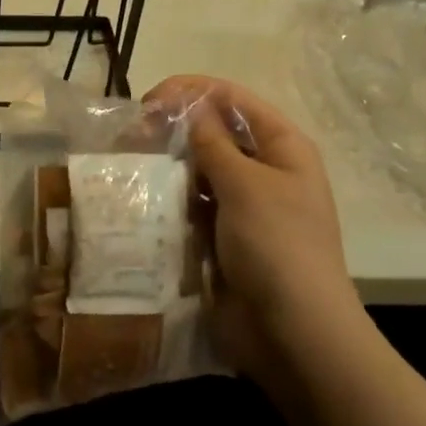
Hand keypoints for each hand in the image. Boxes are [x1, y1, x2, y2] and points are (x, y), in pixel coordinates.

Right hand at [143, 77, 356, 374]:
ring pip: (200, 169)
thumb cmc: (277, 246)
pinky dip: (171, 198)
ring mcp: (244, 205)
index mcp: (283, 147)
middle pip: (216, 131)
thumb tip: (189, 106)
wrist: (294, 333)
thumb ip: (213, 141)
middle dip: (176, 128)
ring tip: (132, 164)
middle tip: (133, 134)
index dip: (192, 91)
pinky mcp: (223, 235)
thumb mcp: (245, 185)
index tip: (148, 101)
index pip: (234, 99)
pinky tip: (144, 198)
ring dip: (170, 164)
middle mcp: (265, 169)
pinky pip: (192, 204)